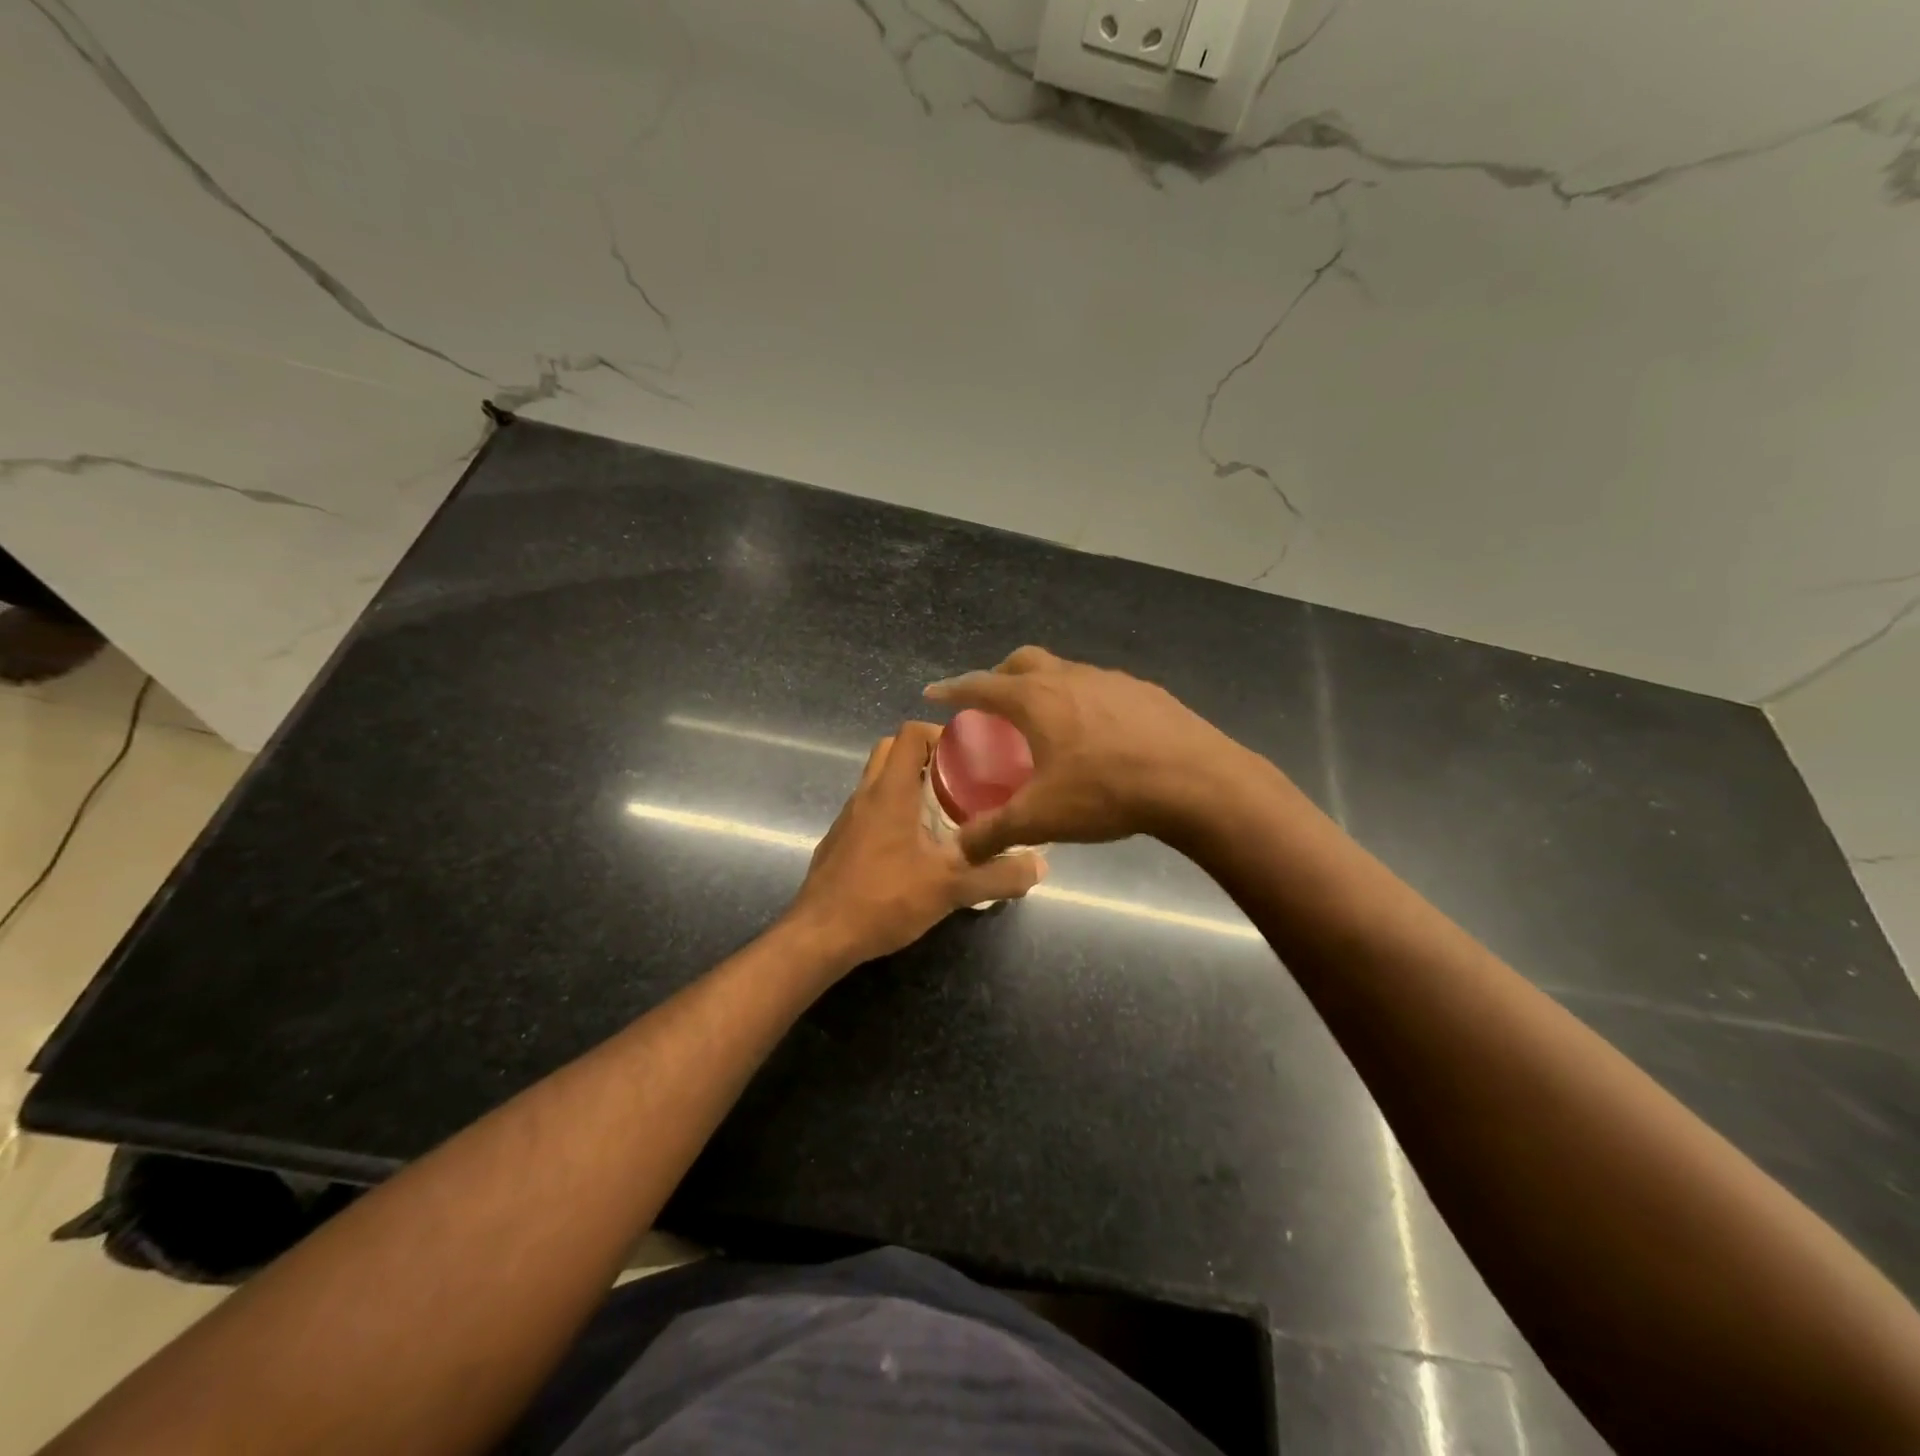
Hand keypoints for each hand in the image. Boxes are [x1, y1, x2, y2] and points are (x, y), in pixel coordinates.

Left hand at [785, 721, 1047, 969]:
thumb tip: (1040, 865)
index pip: (910, 734)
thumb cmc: (884, 899)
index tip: (968, 754)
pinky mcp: (839, 842)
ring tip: (942, 812)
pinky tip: (912, 848)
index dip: (939, 733)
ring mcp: (847, 819)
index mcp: (890, 792)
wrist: (820, 937)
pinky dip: (891, 811)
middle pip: (890, 750)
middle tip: (957, 779)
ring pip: (876, 781)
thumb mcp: (950, 888)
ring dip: (907, 784)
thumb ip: (997, 876)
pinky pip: (867, 810)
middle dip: (924, 755)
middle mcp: (865, 795)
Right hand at [925, 646, 1248, 862]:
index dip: (953, 689)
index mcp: (1036, 699)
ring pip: (1066, 672)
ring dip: (1046, 687)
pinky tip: (1099, 734)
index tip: (935, 693)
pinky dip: (1085, 701)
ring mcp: (1112, 680)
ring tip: (1047, 721)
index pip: (981, 685)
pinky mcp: (1146, 692)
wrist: (1195, 781)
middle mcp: (1070, 677)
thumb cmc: (1106, 791)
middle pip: (1024, 662)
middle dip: (1000, 676)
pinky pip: (1102, 688)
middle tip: (992, 702)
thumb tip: (960, 849)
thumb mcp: (1041, 817)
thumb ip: (994, 832)